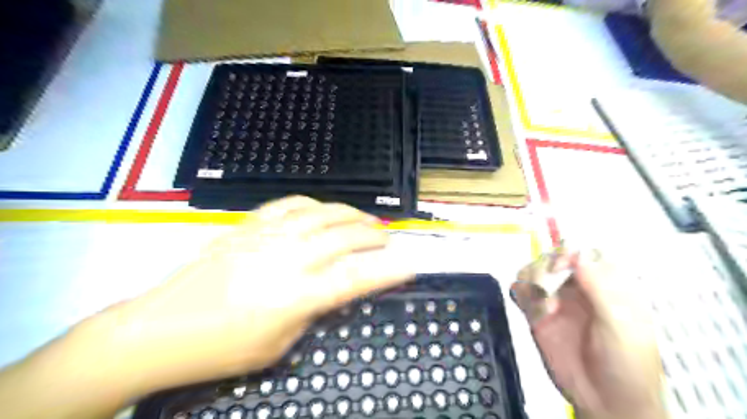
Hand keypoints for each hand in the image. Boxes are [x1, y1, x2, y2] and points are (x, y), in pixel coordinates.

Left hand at [84, 198, 417, 400]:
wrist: (160, 328)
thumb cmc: (223, 349)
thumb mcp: (279, 346)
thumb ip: (312, 312)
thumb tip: (333, 289)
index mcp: (296, 295)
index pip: (356, 277)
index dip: (388, 270)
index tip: (409, 263)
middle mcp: (287, 258)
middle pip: (344, 237)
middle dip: (373, 235)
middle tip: (387, 238)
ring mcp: (267, 236)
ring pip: (322, 213)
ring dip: (350, 214)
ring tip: (365, 218)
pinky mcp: (249, 225)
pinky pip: (291, 204)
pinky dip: (315, 203)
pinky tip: (324, 209)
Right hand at [514, 248, 664, 417]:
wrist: (604, 401)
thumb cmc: (627, 364)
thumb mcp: (621, 325)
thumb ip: (600, 288)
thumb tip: (580, 253)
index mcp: (606, 284)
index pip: (583, 252)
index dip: (570, 252)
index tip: (563, 264)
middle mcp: (578, 287)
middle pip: (552, 257)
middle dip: (546, 266)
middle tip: (548, 285)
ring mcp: (556, 299)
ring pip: (532, 271)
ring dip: (532, 281)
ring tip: (543, 304)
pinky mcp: (537, 313)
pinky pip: (520, 291)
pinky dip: (522, 294)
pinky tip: (535, 312)